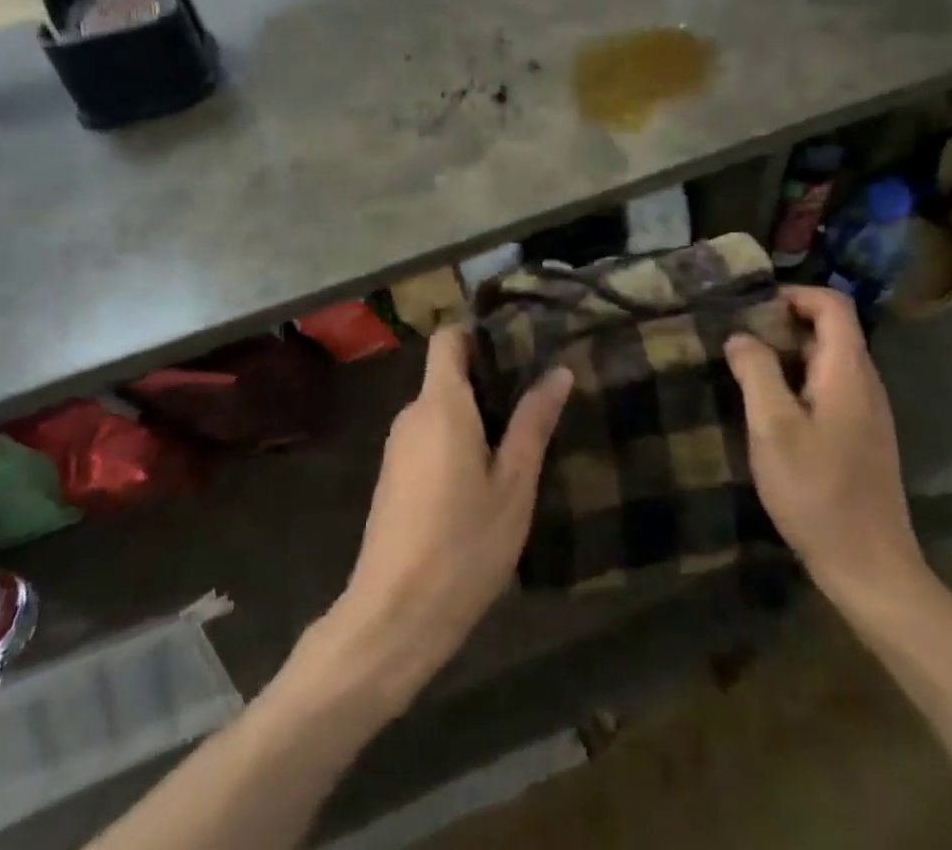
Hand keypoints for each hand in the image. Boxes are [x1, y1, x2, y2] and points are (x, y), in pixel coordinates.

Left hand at [330, 327, 571, 703]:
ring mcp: (397, 448)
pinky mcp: (393, 478)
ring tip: (519, 444)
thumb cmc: (463, 544)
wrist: (394, 616)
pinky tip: (485, 481)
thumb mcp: (513, 484)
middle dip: (489, 383)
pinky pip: (429, 440)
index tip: (518, 350)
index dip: (479, 335)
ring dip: (476, 419)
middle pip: (448, 376)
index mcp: (440, 403)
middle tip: (535, 404)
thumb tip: (558, 370)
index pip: (448, 338)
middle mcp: (411, 414)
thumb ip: (533, 423)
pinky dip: (456, 444)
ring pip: (440, 411)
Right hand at [724, 286, 928, 612]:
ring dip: (788, 353)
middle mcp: (865, 383)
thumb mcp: (773, 427)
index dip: (794, 294)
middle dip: (783, 323)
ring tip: (747, 369)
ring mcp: (868, 412)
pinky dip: (799, 381)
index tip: (752, 308)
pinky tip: (771, 409)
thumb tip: (740, 336)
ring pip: (828, 359)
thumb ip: (756, 372)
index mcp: (848, 371)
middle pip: (831, 329)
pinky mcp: (862, 437)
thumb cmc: (818, 491)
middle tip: (739, 339)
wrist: (870, 569)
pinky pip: (830, 388)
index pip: (832, 305)